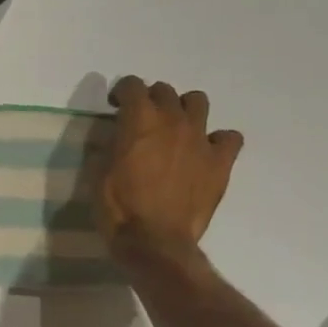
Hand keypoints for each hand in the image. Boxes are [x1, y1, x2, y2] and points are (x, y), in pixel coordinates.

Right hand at [98, 78, 243, 263]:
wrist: (155, 242)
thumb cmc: (118, 209)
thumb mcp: (98, 174)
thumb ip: (107, 147)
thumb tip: (114, 139)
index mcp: (139, 120)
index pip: (132, 84)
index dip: (121, 92)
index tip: (115, 107)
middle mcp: (172, 120)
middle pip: (165, 91)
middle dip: (151, 99)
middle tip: (142, 120)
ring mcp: (200, 139)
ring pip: (198, 102)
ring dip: (184, 109)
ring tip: (175, 129)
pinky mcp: (220, 162)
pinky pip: (230, 137)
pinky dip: (218, 140)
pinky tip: (205, 152)